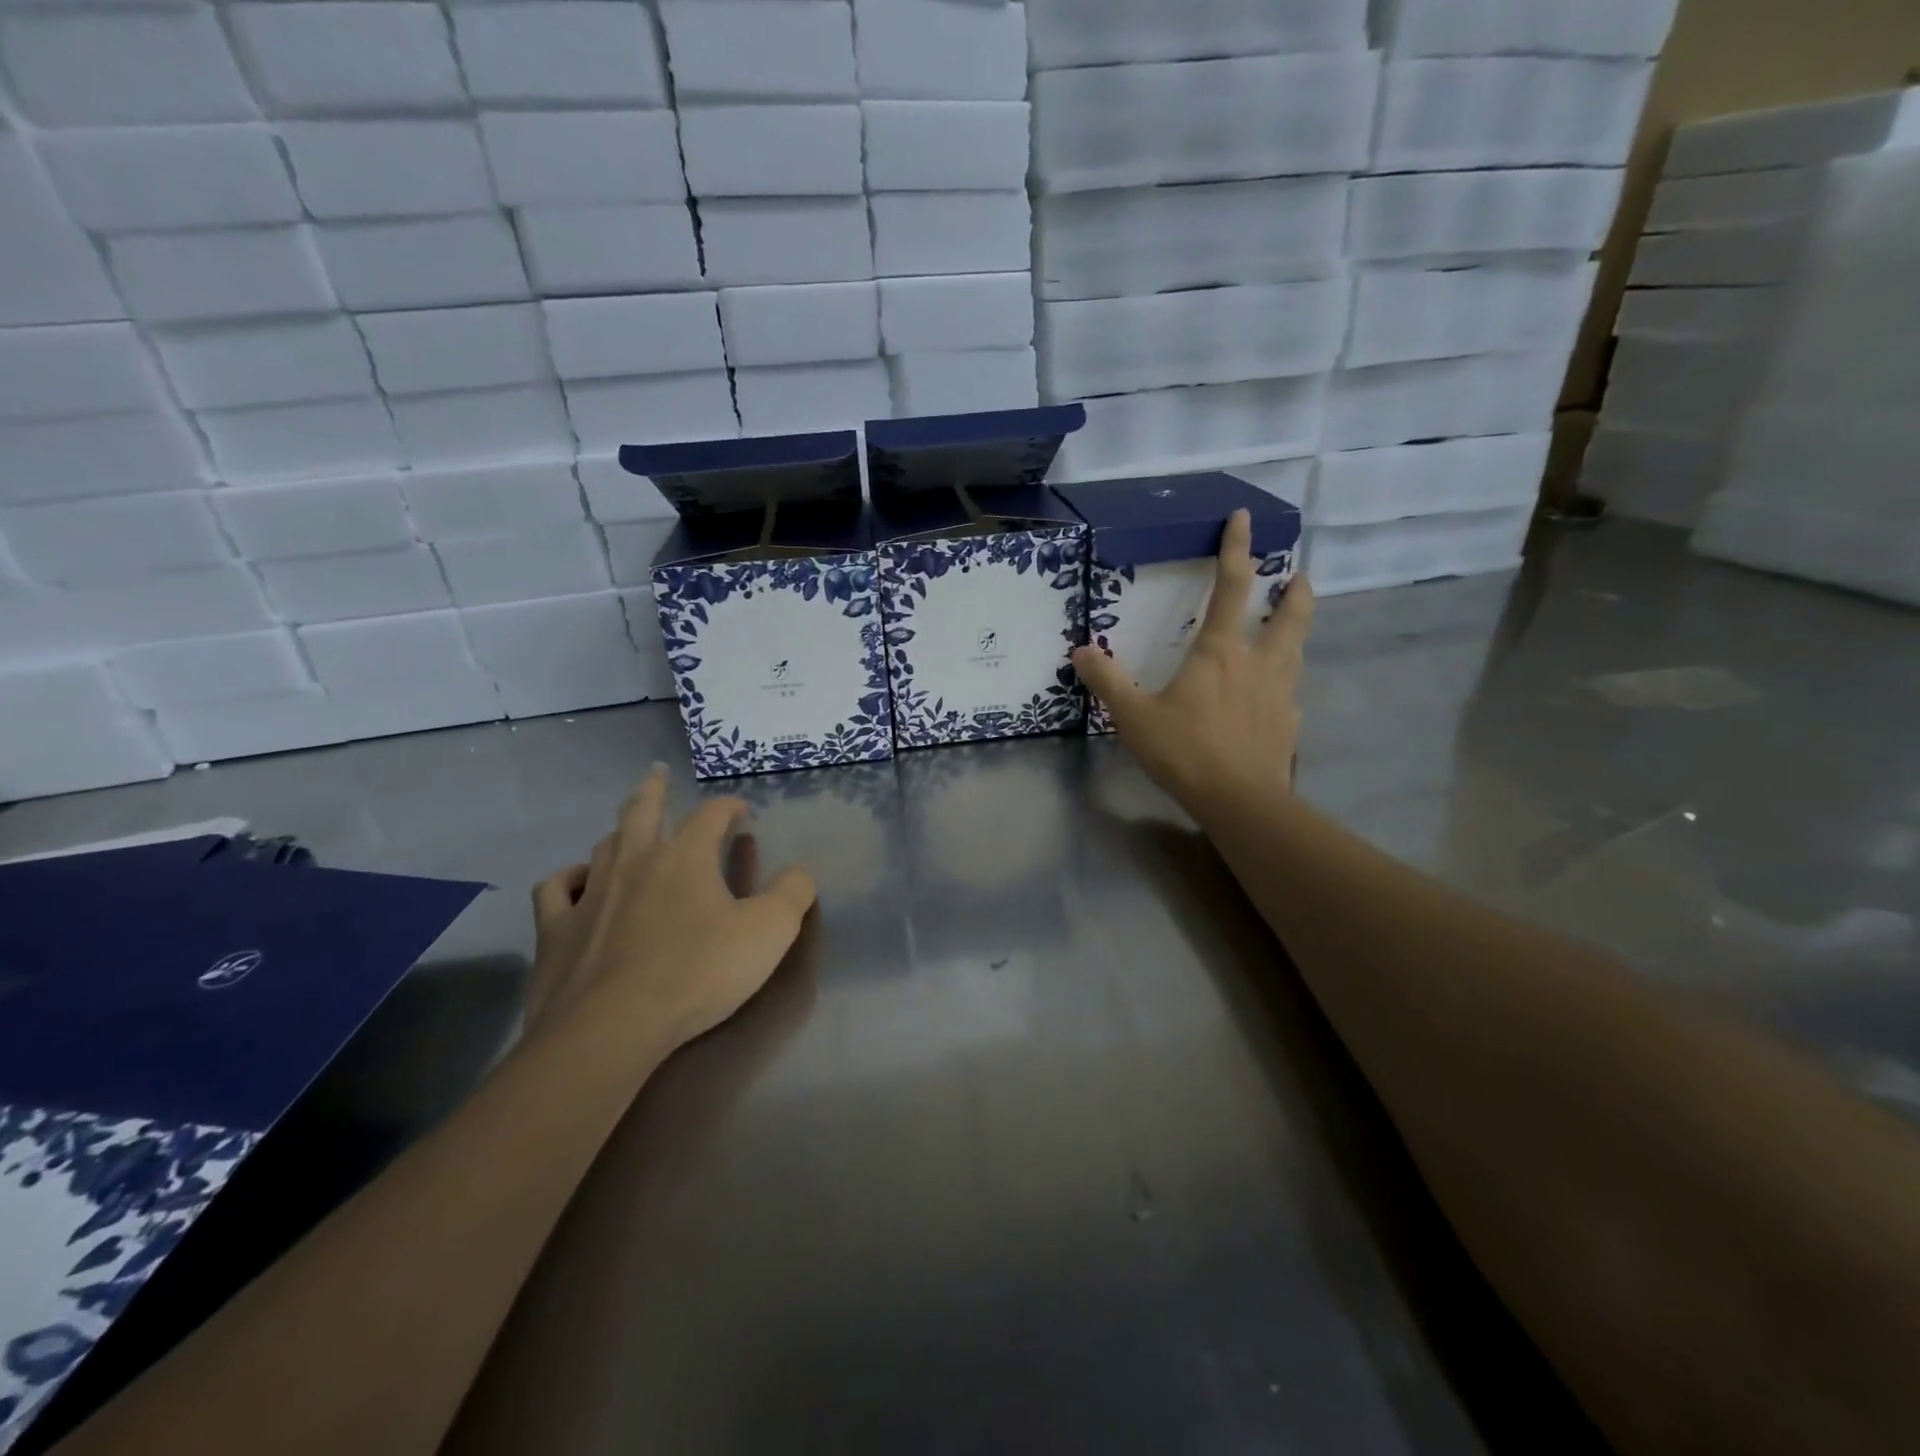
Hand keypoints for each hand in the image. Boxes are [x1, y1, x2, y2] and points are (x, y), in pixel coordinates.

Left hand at [525, 766, 817, 1058]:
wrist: (610, 1029)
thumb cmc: (697, 973)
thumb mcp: (769, 932)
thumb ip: (792, 894)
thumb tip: (799, 871)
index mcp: (685, 857)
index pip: (711, 814)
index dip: (729, 807)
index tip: (742, 813)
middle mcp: (634, 862)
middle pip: (642, 810)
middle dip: (654, 788)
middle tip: (658, 773)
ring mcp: (589, 893)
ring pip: (603, 846)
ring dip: (619, 834)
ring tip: (628, 832)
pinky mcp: (555, 929)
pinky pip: (555, 889)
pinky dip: (567, 879)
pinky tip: (576, 883)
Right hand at [1072, 509, 1313, 821]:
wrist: (1240, 801)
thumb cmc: (1185, 751)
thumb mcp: (1133, 716)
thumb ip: (1107, 681)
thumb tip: (1081, 650)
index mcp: (1220, 651)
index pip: (1233, 587)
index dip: (1237, 548)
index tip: (1243, 518)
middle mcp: (1258, 662)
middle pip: (1289, 614)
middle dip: (1295, 591)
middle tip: (1299, 577)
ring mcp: (1281, 692)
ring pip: (1297, 648)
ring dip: (1298, 628)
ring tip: (1293, 623)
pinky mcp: (1289, 723)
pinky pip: (1290, 689)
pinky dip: (1286, 679)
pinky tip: (1276, 692)